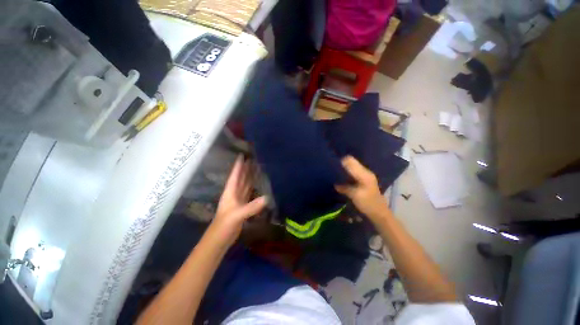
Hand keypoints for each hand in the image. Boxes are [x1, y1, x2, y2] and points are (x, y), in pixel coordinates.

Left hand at [210, 155, 266, 246]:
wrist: (220, 239)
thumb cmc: (224, 225)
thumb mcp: (237, 215)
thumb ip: (251, 207)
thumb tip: (267, 198)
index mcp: (230, 192)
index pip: (235, 176)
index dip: (238, 166)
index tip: (242, 155)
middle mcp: (234, 194)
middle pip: (241, 178)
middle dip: (246, 169)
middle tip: (252, 159)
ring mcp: (238, 200)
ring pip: (245, 185)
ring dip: (249, 177)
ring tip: (255, 169)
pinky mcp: (243, 207)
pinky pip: (248, 194)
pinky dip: (252, 188)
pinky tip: (257, 185)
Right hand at [335, 156, 389, 220]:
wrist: (379, 213)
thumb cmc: (368, 203)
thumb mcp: (355, 195)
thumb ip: (344, 188)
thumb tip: (335, 184)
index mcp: (364, 174)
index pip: (351, 161)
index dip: (342, 161)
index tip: (332, 164)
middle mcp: (365, 172)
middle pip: (352, 163)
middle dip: (342, 165)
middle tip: (332, 168)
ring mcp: (365, 177)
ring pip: (352, 168)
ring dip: (344, 169)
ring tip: (335, 172)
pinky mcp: (363, 181)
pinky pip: (353, 173)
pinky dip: (347, 174)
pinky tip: (341, 178)